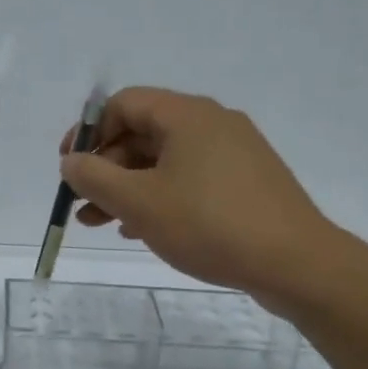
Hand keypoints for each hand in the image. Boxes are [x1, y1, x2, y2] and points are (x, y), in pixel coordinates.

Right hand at [58, 87, 337, 310]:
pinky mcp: (246, 183)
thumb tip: (71, 162)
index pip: (123, 104)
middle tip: (82, 204)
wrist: (296, 264)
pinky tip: (142, 229)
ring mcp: (233, 153)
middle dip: (105, 168)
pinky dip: (159, 197)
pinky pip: (189, 179)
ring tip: (101, 224)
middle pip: (142, 133)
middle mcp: (212, 123)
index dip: (89, 133)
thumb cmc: (210, 224)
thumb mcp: (139, 202)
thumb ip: (95, 177)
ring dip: (127, 188)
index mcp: (187, 115)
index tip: (70, 168)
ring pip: (164, 161)